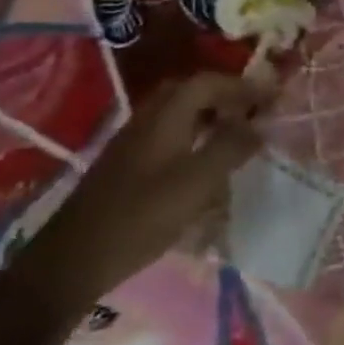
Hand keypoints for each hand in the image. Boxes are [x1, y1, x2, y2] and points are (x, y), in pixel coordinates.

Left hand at [18, 72, 273, 314]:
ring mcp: (131, 146)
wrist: (73, 261)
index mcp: (163, 120)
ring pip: (176, 116)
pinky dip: (193, 138)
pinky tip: (205, 165)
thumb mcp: (197, 182)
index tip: (271, 97)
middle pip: (187, 93)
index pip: (205, 83)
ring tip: (237, 136)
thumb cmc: (141, 217)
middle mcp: (145, 124)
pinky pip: (167, 137)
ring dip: (208, 117)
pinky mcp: (126, 169)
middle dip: (223, 96)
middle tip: (252, 111)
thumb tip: (258, 126)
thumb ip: (231, 147)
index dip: (241, 85)